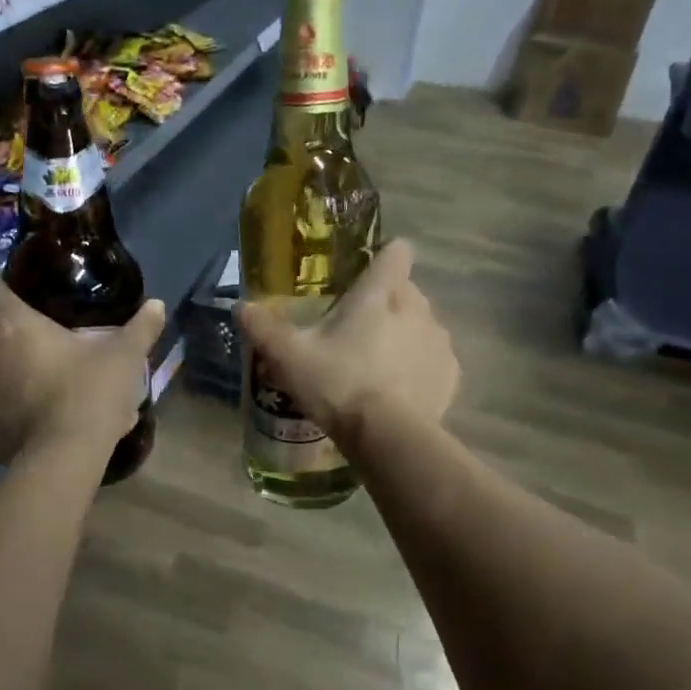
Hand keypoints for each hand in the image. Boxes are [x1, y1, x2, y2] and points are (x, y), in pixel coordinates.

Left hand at [0, 272, 166, 465]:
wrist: (66, 456)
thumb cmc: (91, 393)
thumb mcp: (125, 357)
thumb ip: (141, 328)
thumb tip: (158, 305)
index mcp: (14, 326)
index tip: (15, 292)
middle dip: (16, 338)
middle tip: (50, 349)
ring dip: (11, 374)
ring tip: (45, 386)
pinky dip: (8, 410)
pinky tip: (33, 419)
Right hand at [234, 238, 458, 438]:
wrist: (388, 436)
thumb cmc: (337, 384)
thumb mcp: (288, 357)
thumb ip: (263, 328)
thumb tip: (240, 306)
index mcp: (379, 294)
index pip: (395, 253)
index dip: (383, 257)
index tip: (365, 273)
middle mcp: (417, 307)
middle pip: (406, 290)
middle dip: (386, 302)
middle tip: (356, 330)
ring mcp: (438, 341)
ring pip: (422, 324)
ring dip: (404, 335)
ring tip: (376, 365)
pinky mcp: (450, 374)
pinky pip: (433, 359)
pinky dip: (418, 368)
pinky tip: (397, 391)